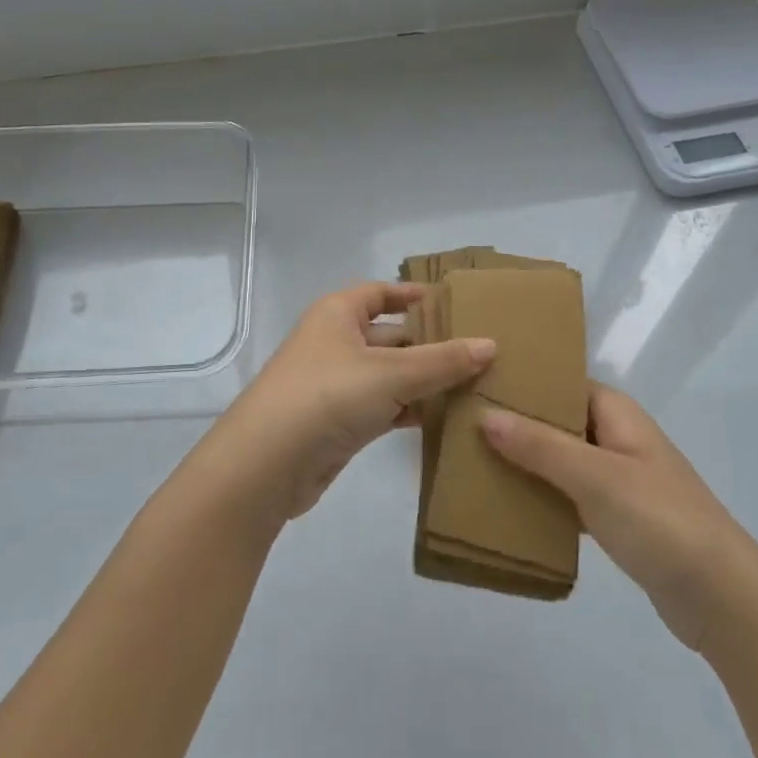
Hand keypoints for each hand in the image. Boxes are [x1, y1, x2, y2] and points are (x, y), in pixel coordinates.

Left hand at [210, 283, 495, 521]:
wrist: (267, 464)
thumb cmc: (327, 396)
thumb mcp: (391, 373)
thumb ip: (442, 361)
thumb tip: (490, 345)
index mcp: (339, 314)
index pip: (381, 293)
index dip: (414, 295)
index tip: (454, 304)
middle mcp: (336, 342)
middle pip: (391, 335)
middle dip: (431, 344)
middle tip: (482, 352)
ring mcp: (337, 384)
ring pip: (390, 374)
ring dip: (425, 381)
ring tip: (475, 386)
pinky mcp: (341, 422)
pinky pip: (384, 406)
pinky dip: (410, 410)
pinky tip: (445, 419)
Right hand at [481, 385, 750, 651]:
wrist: (722, 598)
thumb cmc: (659, 520)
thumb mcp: (594, 476)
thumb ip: (539, 445)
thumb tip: (485, 414)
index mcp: (616, 413)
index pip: (561, 383)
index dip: (522, 382)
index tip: (475, 383)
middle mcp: (617, 437)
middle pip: (558, 421)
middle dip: (516, 424)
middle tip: (463, 425)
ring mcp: (619, 479)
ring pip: (560, 460)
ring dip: (526, 463)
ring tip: (473, 461)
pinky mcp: (618, 518)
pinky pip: (569, 496)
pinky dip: (543, 498)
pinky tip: (507, 506)